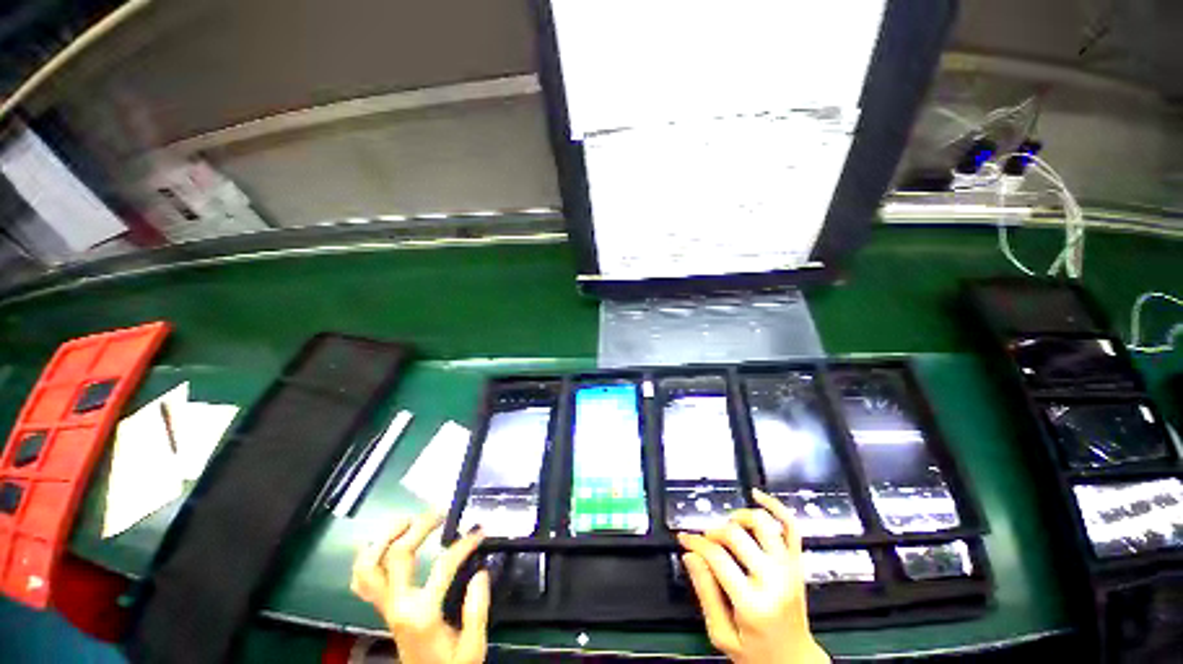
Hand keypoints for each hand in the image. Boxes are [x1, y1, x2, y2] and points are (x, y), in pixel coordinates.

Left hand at [351, 512, 489, 663]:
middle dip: (420, 526)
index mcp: (422, 614)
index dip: (463, 544)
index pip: (443, 566)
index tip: (479, 531)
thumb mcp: (473, 646)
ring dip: (384, 537)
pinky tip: (382, 542)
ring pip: (369, 566)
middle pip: (399, 555)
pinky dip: (367, 558)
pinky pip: (363, 581)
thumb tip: (481, 573)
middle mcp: (398, 606)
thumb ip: (477, 610)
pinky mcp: (383, 607)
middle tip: (440, 512)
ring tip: (406, 519)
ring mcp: (386, 606)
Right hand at [677, 489, 828, 663]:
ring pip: (762, 523)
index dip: (695, 543)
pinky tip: (757, 495)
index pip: (717, 557)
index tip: (684, 540)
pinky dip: (776, 506)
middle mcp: (774, 580)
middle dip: (712, 533)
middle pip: (735, 535)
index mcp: (753, 603)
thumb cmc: (756, 653)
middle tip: (704, 541)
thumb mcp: (722, 635)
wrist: (794, 662)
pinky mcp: (797, 563)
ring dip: (739, 517)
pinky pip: (791, 526)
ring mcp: (789, 568)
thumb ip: (705, 593)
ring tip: (727, 527)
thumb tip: (690, 556)